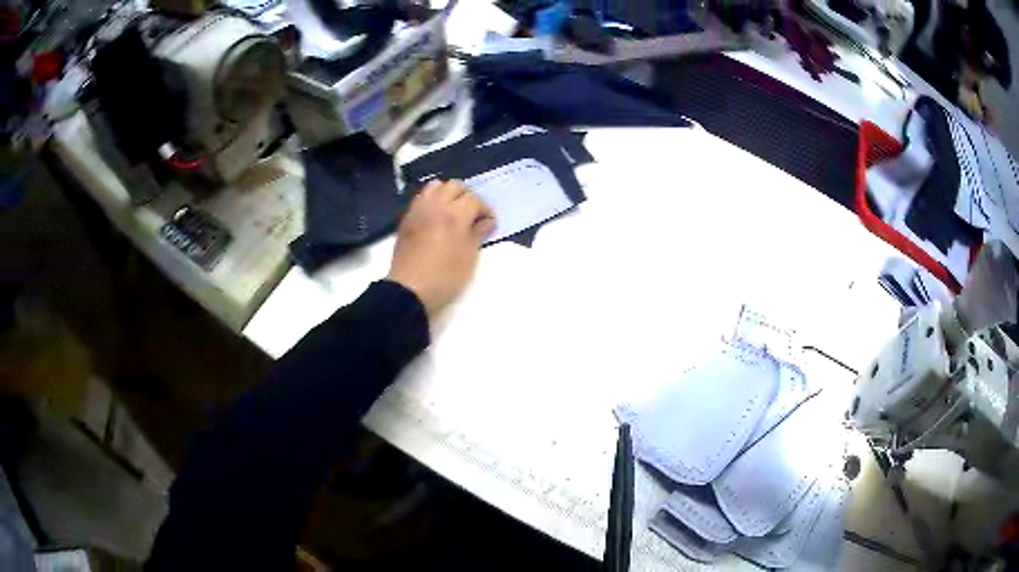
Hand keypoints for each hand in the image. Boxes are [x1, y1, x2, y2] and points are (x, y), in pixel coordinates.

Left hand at [387, 180, 495, 318]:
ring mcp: (419, 210)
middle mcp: (436, 205)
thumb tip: (487, 221)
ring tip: (452, 210)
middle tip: (472, 213)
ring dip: (447, 193)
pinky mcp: (407, 218)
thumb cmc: (445, 277)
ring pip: (435, 186)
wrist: (409, 289)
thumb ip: (478, 234)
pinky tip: (435, 217)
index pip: (475, 200)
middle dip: (467, 196)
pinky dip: (431, 200)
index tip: (489, 223)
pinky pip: (421, 198)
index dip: (485, 210)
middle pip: (455, 186)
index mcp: (455, 215)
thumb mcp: (468, 258)